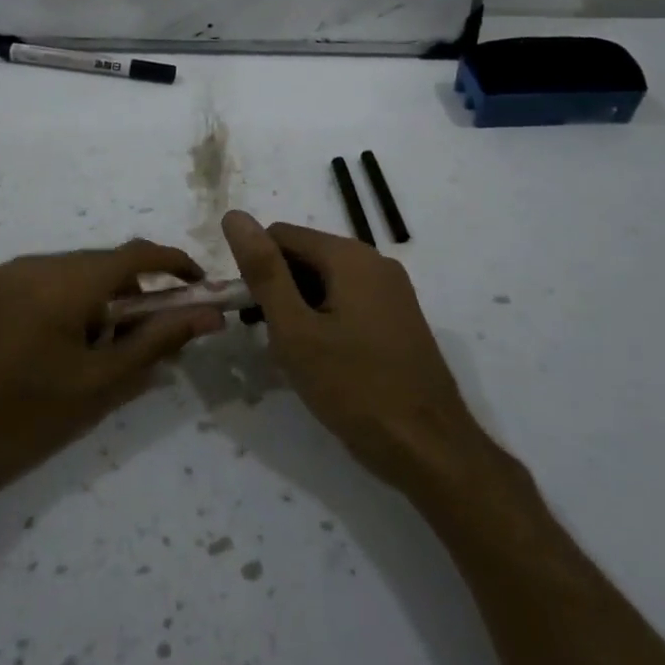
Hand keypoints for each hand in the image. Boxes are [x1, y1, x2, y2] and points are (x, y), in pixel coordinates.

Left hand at [0, 239, 224, 505]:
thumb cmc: (29, 419)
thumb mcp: (102, 383)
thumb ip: (158, 340)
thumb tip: (208, 315)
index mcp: (64, 283)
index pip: (134, 253)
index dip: (173, 263)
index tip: (197, 285)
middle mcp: (31, 263)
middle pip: (98, 262)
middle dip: (129, 290)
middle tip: (140, 334)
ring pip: (66, 271)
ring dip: (91, 295)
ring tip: (89, 347)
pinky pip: (33, 280)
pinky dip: (56, 298)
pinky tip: (47, 342)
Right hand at [222, 210, 483, 493]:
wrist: (429, 449)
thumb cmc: (354, 388)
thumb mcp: (295, 330)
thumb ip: (264, 271)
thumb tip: (235, 216)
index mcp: (350, 256)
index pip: (280, 235)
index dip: (256, 270)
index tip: (251, 315)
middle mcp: (375, 262)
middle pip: (305, 257)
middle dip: (279, 291)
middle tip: (274, 342)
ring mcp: (392, 291)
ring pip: (325, 283)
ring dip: (300, 310)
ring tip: (296, 357)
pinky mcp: (399, 318)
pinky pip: (348, 302)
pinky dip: (325, 321)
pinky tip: (323, 362)